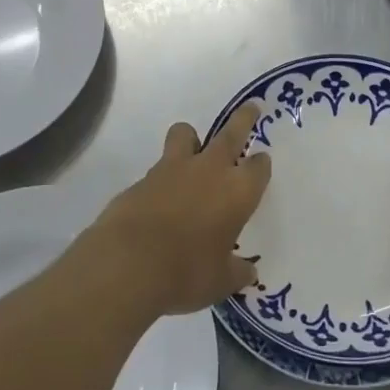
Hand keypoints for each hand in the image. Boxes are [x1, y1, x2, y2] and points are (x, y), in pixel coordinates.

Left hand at [83, 103, 271, 317]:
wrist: (129, 263)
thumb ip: (236, 272)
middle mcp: (209, 170)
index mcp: (238, 191)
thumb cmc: (188, 272)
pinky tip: (160, 199)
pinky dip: (163, 176)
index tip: (260, 164)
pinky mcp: (142, 178)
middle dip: (243, 119)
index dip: (260, 165)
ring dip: (192, 138)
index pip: (258, 167)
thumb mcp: (220, 281)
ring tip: (192, 148)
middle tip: (251, 108)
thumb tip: (248, 273)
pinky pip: (158, 167)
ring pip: (185, 134)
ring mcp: (172, 169)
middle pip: (231, 133)